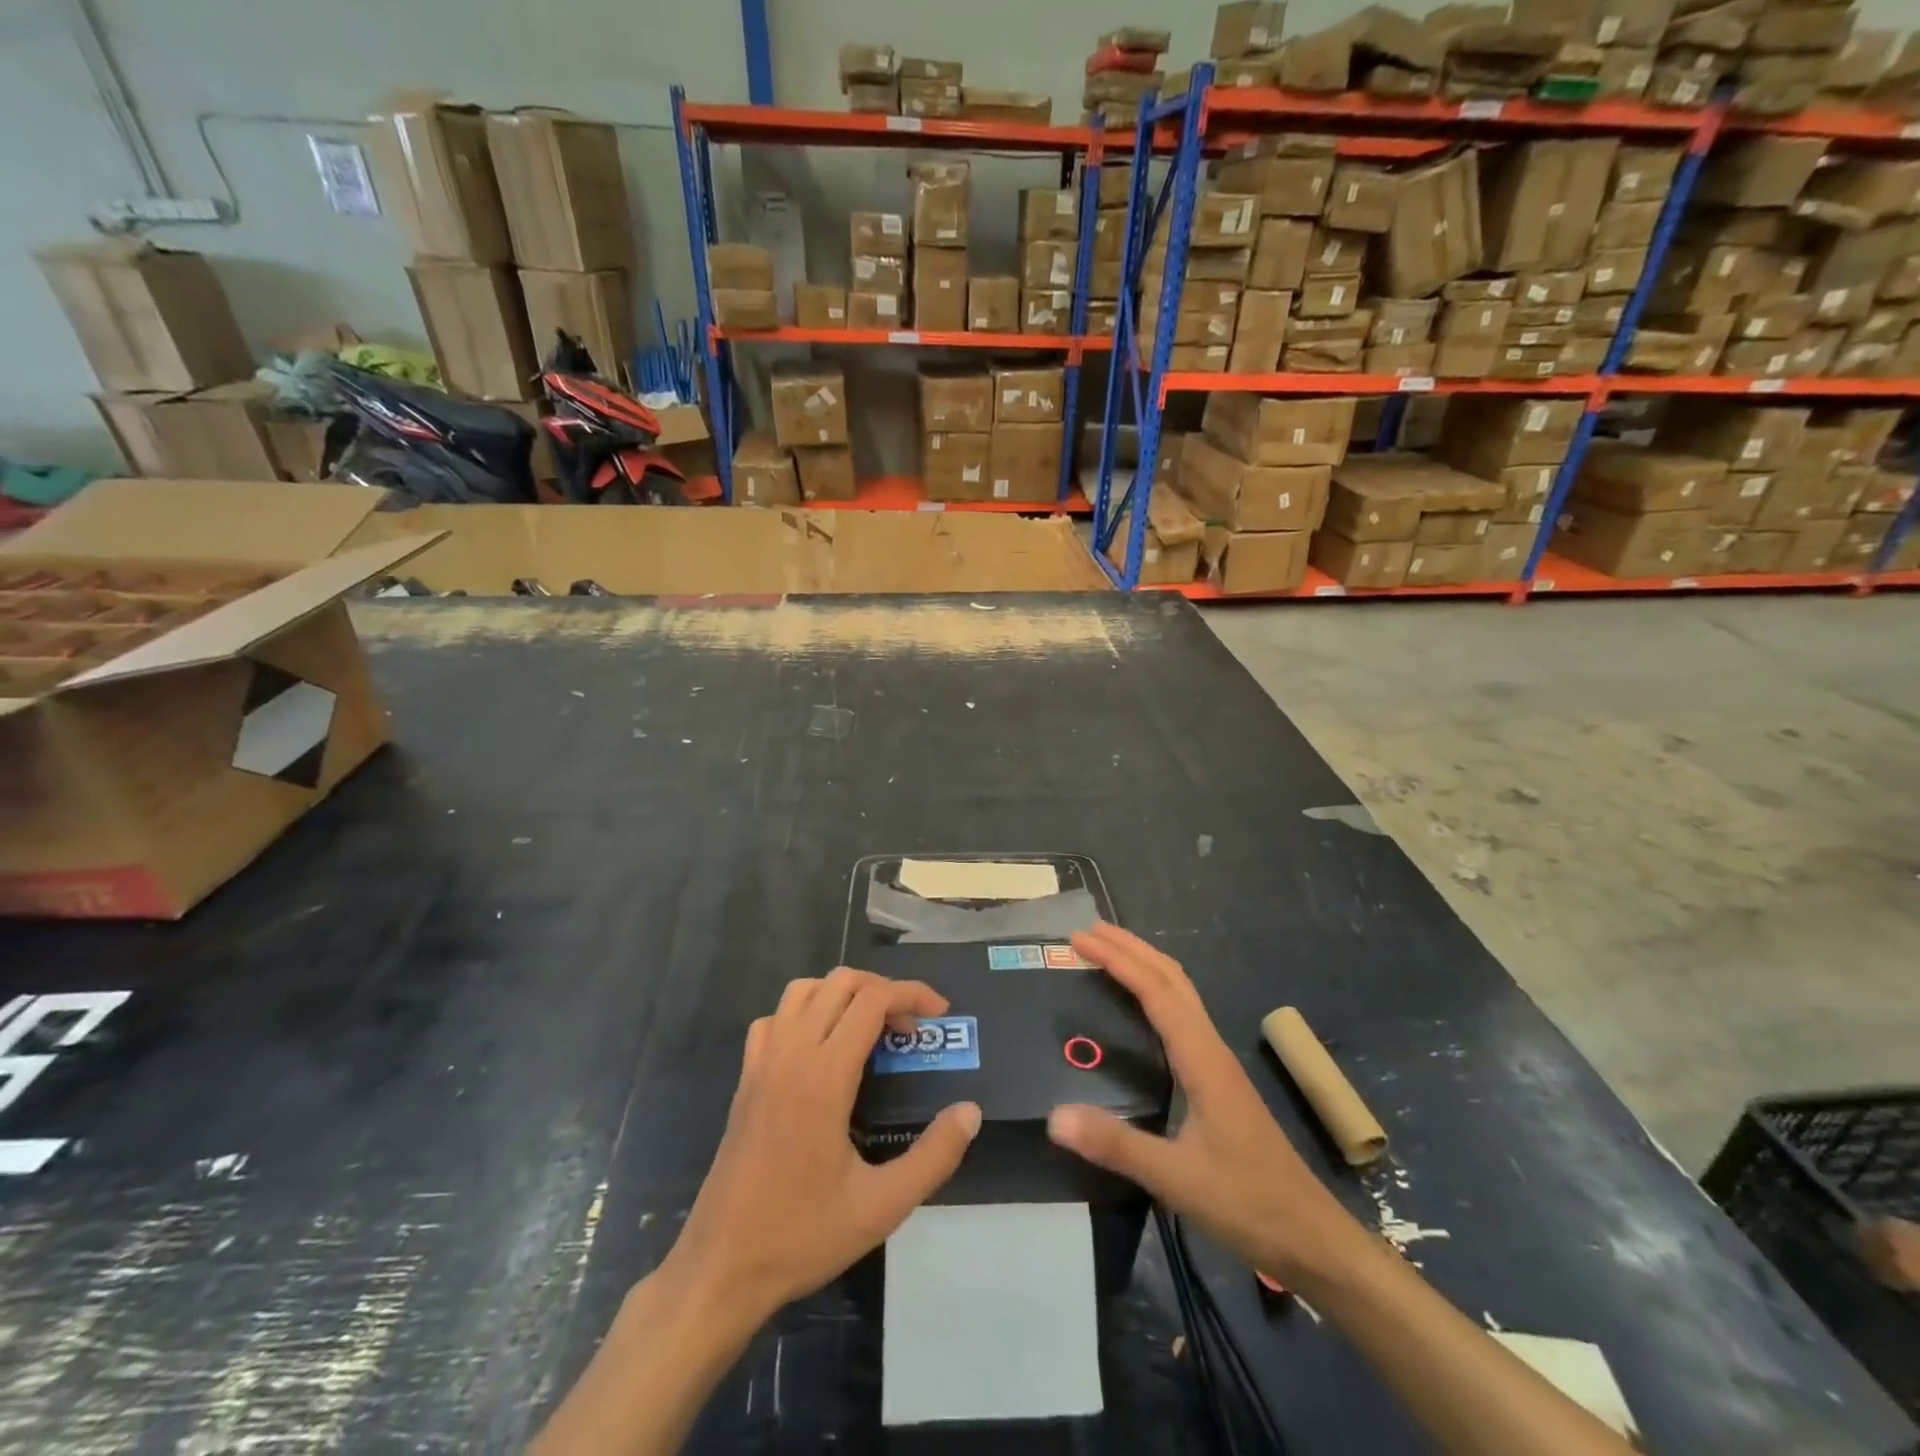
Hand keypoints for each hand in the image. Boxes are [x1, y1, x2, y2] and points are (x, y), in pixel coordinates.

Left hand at [665, 967, 981, 1323]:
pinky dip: (803, 1013)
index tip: (940, 1013)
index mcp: (824, 1076)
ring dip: (842, 994)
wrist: (721, 1268)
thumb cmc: (803, 1235)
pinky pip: (775, 1019)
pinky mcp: (745, 1079)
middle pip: (840, 983)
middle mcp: (791, 1054)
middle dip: (883, 990)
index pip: (872, 1000)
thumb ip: (934, 1156)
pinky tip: (819, 1048)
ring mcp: (761, 1063)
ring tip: (870, 1028)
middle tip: (910, 1028)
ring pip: (803, 990)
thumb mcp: (882, 1207)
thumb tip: (970, 1111)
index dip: (911, 993)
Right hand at [1047, 923, 1363, 1289]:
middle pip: (1171, 978)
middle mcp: (1211, 1048)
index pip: (1155, 990)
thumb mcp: (1176, 1178)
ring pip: (1181, 993)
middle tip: (1088, 931)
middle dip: (1130, 948)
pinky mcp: (1219, 1080)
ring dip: (1145, 965)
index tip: (1079, 939)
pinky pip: (1183, 1015)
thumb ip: (1116, 1145)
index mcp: (1202, 1058)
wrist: (1312, 1237)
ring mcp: (1218, 1062)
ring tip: (1109, 954)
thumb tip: (1055, 1116)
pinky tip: (1142, 1008)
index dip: (1117, 959)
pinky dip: (1157, 992)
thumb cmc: (1248, 1203)